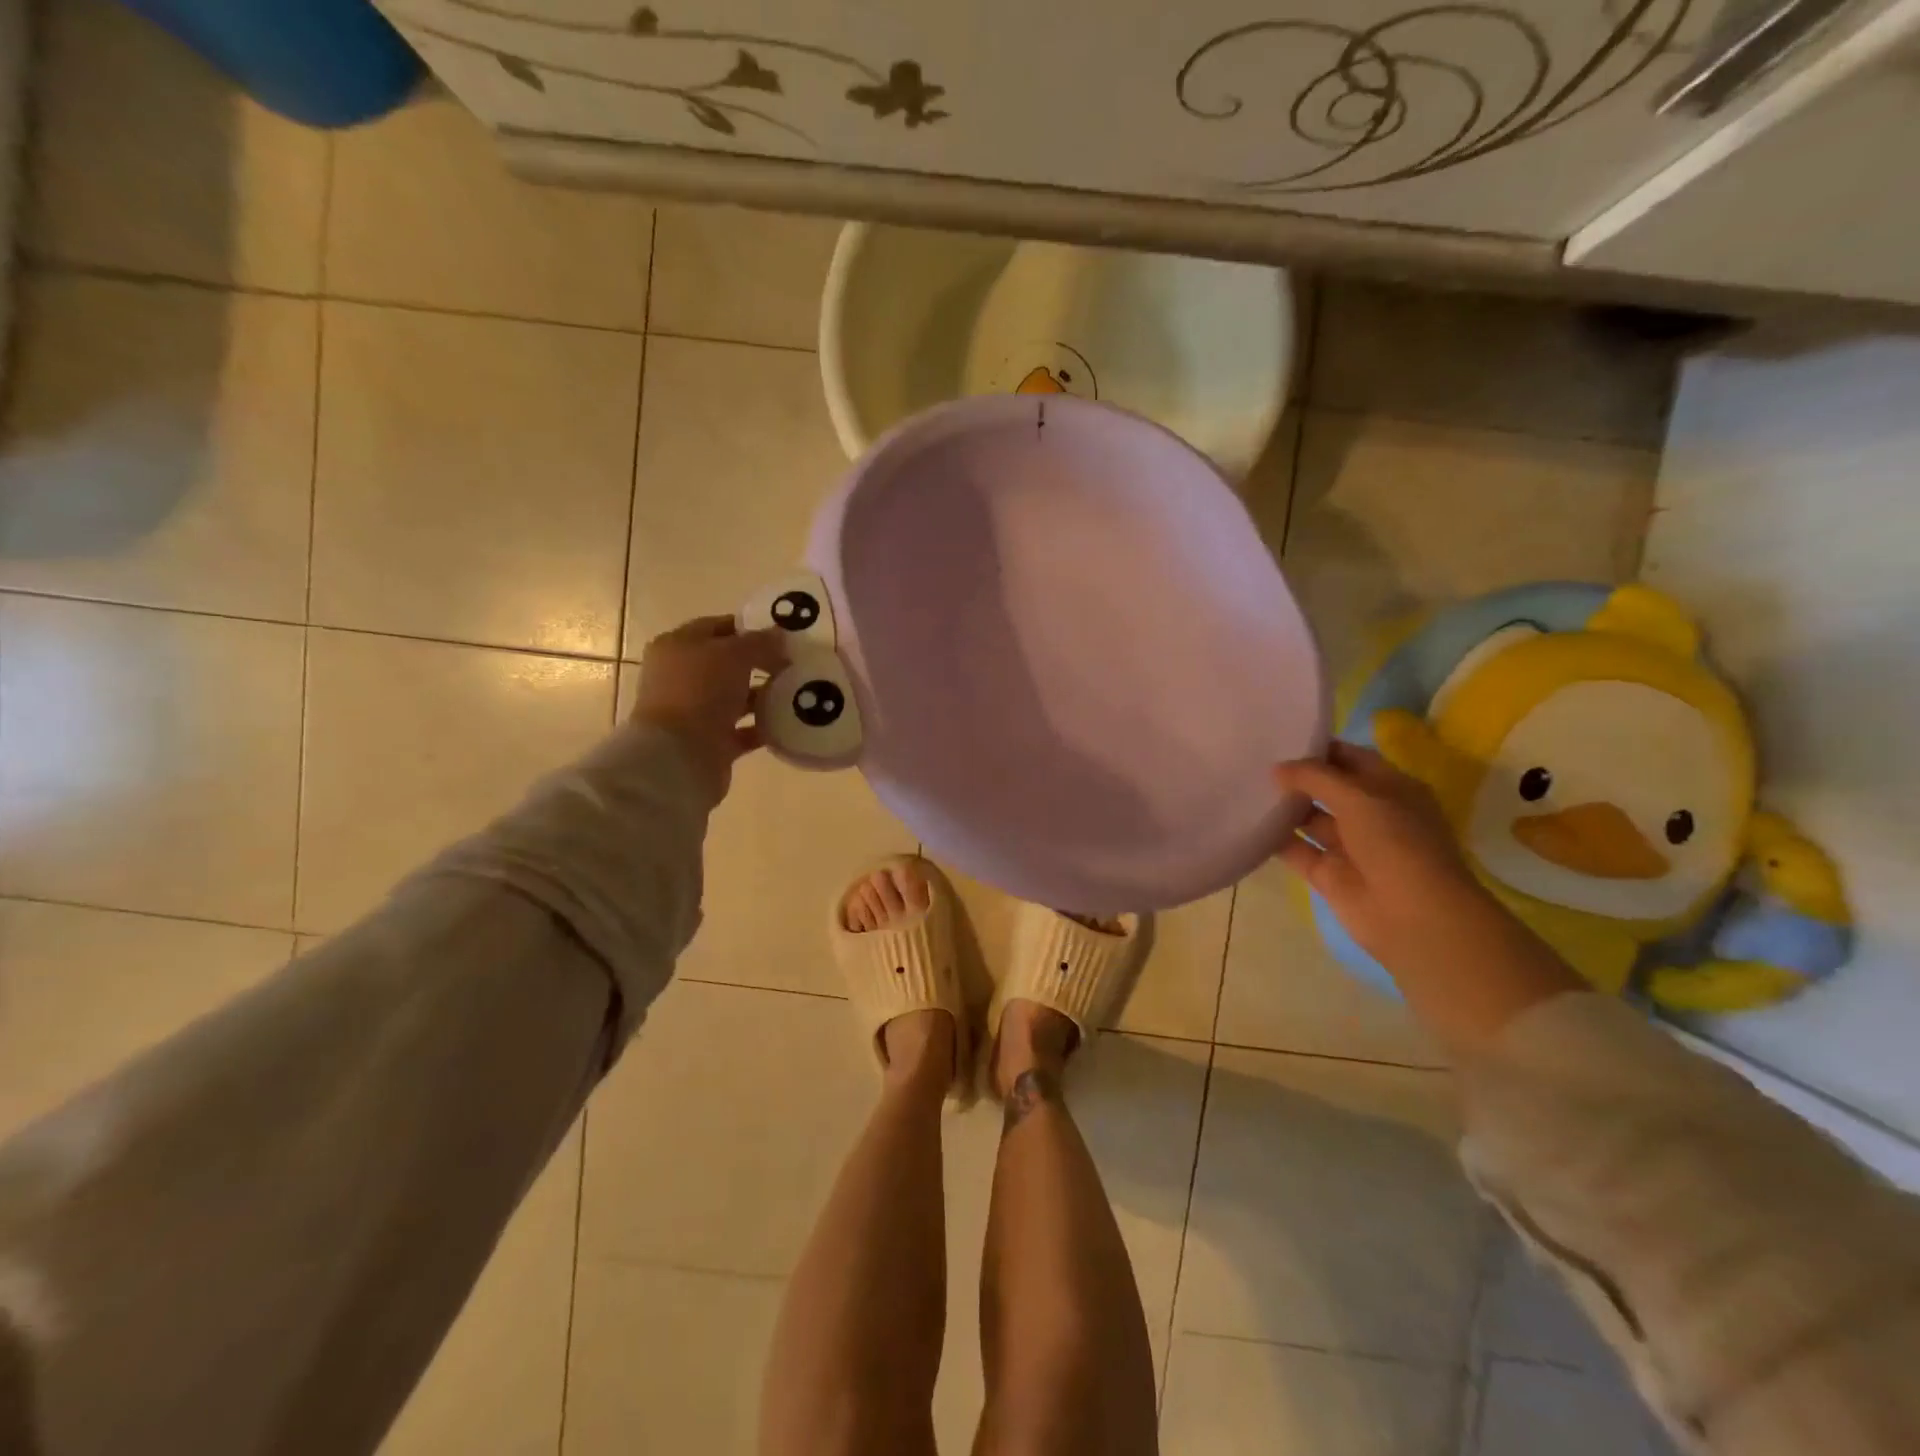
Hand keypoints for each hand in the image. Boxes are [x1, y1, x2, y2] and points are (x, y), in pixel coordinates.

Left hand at [632, 615, 786, 801]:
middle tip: (794, 663)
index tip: (782, 634)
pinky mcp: (709, 742)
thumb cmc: (700, 691)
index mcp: (677, 646)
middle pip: (727, 663)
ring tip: (798, 691)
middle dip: (760, 662)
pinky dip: (763, 726)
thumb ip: (760, 642)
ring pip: (735, 697)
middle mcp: (682, 676)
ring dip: (764, 695)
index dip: (749, 627)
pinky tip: (789, 721)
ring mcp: (694, 711)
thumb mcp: (733, 654)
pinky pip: (743, 730)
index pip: (717, 627)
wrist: (679, 756)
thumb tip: (781, 635)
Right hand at [1273, 741, 1583, 1055]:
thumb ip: (1316, 777)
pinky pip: (1296, 850)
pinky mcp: (1328, 875)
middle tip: (1252, 760)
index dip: (1318, 748)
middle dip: (1295, 777)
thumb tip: (1278, 768)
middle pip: (1326, 789)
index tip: (1279, 736)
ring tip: (1242, 787)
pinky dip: (1274, 840)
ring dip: (1283, 807)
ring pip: (1309, 819)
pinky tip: (1246, 823)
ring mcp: (1349, 846)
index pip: (1350, 759)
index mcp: (1390, 789)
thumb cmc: (1397, 844)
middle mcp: (1370, 814)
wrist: (1414, 918)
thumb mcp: (1359, 798)